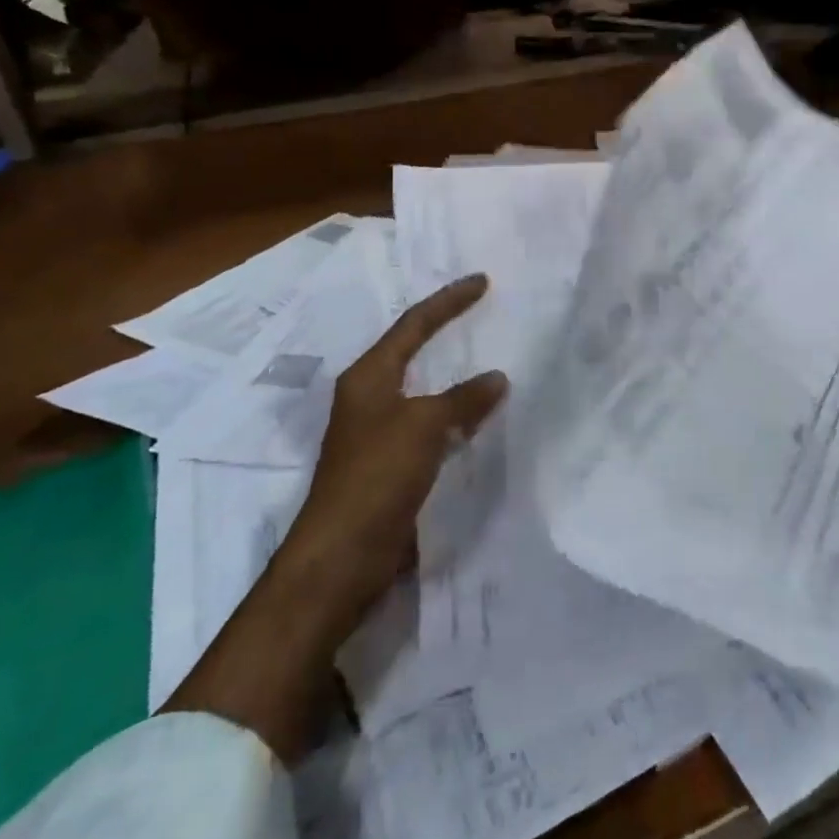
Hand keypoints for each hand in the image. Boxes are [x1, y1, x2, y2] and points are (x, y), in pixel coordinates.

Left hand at [287, 274, 509, 621]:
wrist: (341, 558)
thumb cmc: (376, 477)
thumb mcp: (423, 426)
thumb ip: (462, 398)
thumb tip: (497, 377)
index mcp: (368, 377)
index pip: (413, 325)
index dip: (448, 301)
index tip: (481, 281)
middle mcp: (369, 398)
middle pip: (413, 350)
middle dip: (446, 329)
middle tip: (482, 310)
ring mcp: (378, 432)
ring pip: (424, 389)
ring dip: (454, 374)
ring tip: (488, 355)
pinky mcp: (390, 464)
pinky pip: (430, 423)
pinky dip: (455, 412)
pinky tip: (479, 415)